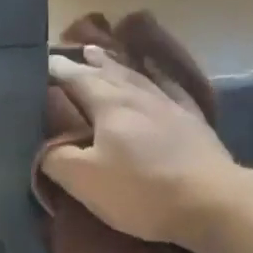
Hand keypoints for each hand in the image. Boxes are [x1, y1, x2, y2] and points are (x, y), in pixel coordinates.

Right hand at [45, 45, 239, 248]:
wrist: (210, 201)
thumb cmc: (141, 192)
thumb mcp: (86, 181)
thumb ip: (57, 160)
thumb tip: (42, 148)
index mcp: (110, 106)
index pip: (77, 81)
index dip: (59, 72)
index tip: (44, 62)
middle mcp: (139, 97)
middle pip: (109, 73)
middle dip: (89, 63)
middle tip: (76, 51)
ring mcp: (170, 106)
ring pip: (138, 77)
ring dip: (118, 65)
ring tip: (104, 55)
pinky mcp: (194, 122)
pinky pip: (172, 89)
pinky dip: (160, 77)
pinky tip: (158, 73)